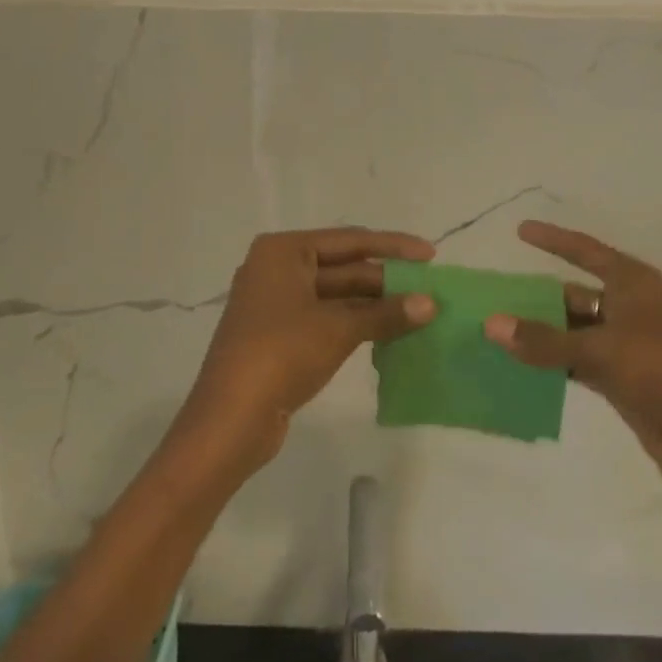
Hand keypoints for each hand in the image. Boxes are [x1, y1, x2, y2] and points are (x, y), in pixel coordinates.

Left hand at [177, 227, 436, 475]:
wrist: (230, 420)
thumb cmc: (281, 354)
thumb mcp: (338, 328)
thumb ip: (386, 313)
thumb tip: (431, 304)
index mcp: (284, 251)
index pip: (350, 241)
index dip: (394, 247)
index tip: (431, 255)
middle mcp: (277, 269)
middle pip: (344, 267)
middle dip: (387, 280)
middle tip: (431, 290)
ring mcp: (277, 303)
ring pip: (338, 296)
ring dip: (376, 305)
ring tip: (420, 312)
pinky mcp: (281, 335)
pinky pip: (328, 318)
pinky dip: (358, 323)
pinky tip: (391, 332)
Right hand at [484, 221, 661, 499]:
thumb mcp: (602, 349)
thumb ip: (545, 340)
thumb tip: (491, 324)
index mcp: (634, 284)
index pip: (586, 251)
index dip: (554, 240)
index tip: (520, 231)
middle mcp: (630, 308)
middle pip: (575, 295)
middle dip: (538, 298)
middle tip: (494, 299)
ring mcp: (628, 347)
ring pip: (575, 333)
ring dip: (542, 335)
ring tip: (497, 335)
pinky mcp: (625, 382)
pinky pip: (579, 365)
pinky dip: (554, 365)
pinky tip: (522, 369)